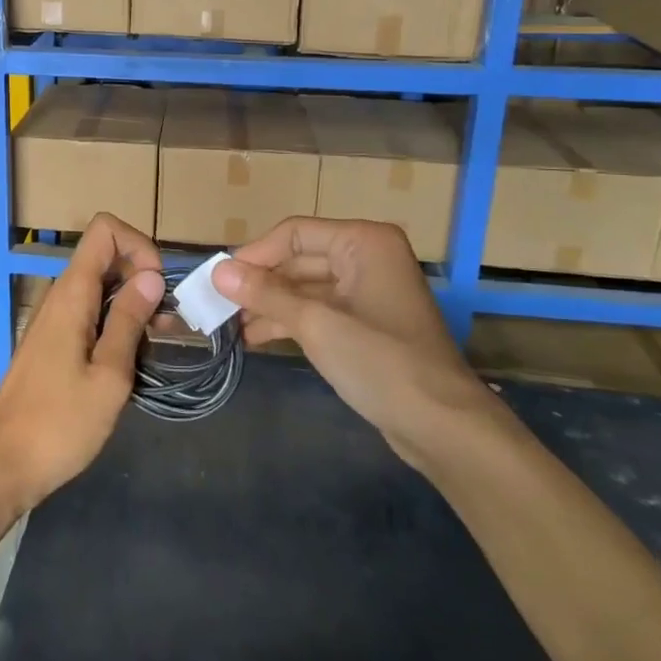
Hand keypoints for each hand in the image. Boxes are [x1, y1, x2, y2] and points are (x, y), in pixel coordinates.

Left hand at [0, 213, 163, 510]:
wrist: (3, 464)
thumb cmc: (60, 423)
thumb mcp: (109, 375)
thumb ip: (129, 321)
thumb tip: (151, 276)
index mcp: (72, 293)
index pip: (104, 229)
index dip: (138, 244)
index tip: (158, 286)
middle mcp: (61, 296)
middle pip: (106, 256)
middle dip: (143, 276)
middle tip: (168, 321)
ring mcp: (56, 318)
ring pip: (101, 286)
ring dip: (134, 303)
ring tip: (160, 343)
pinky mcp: (55, 341)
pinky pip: (91, 312)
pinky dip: (117, 322)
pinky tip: (134, 357)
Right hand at [213, 218, 497, 463]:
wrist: (443, 427)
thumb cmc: (380, 362)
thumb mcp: (315, 324)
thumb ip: (265, 294)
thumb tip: (218, 272)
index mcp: (364, 243)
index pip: (295, 233)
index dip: (254, 255)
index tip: (218, 280)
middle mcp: (367, 258)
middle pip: (299, 260)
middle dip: (260, 284)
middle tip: (218, 306)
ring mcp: (368, 292)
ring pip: (306, 288)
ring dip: (270, 305)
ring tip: (230, 327)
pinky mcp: (366, 324)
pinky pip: (319, 311)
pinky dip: (289, 321)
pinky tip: (256, 338)